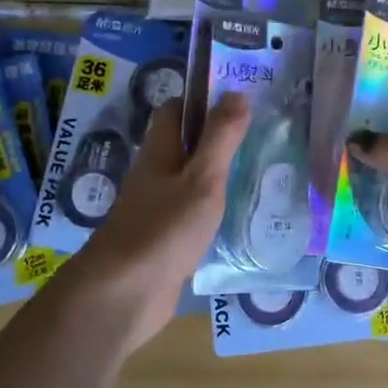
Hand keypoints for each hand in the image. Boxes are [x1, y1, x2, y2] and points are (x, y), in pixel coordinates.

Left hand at [57, 91, 251, 352]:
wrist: (125, 294)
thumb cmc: (164, 228)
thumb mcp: (202, 178)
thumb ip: (221, 138)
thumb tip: (237, 92)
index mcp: (160, 152)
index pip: (175, 110)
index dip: (203, 100)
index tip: (241, 99)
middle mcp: (155, 175)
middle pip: (185, 145)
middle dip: (219, 138)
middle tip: (263, 136)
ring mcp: (158, 209)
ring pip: (191, 180)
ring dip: (220, 175)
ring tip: (262, 173)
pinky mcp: (165, 240)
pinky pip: (193, 214)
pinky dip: (215, 210)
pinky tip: (242, 217)